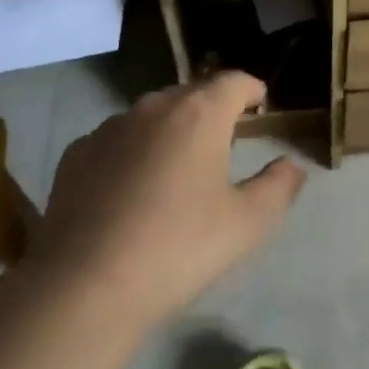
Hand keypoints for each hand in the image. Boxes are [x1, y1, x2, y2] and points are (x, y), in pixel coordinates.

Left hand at [30, 72, 306, 333]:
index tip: (259, 105)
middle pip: (192, 94)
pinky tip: (130, 191)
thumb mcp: (247, 224)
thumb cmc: (178, 248)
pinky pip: (116, 140)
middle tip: (223, 143)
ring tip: (176, 169)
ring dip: (170, 131)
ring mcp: (110, 127)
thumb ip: (278, 186)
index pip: (234, 81)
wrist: (85, 287)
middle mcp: (154, 107)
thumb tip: (292, 165)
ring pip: (151, 116)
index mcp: (200, 114)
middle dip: (211, 110)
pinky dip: (132, 152)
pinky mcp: (77, 153)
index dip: (251, 90)